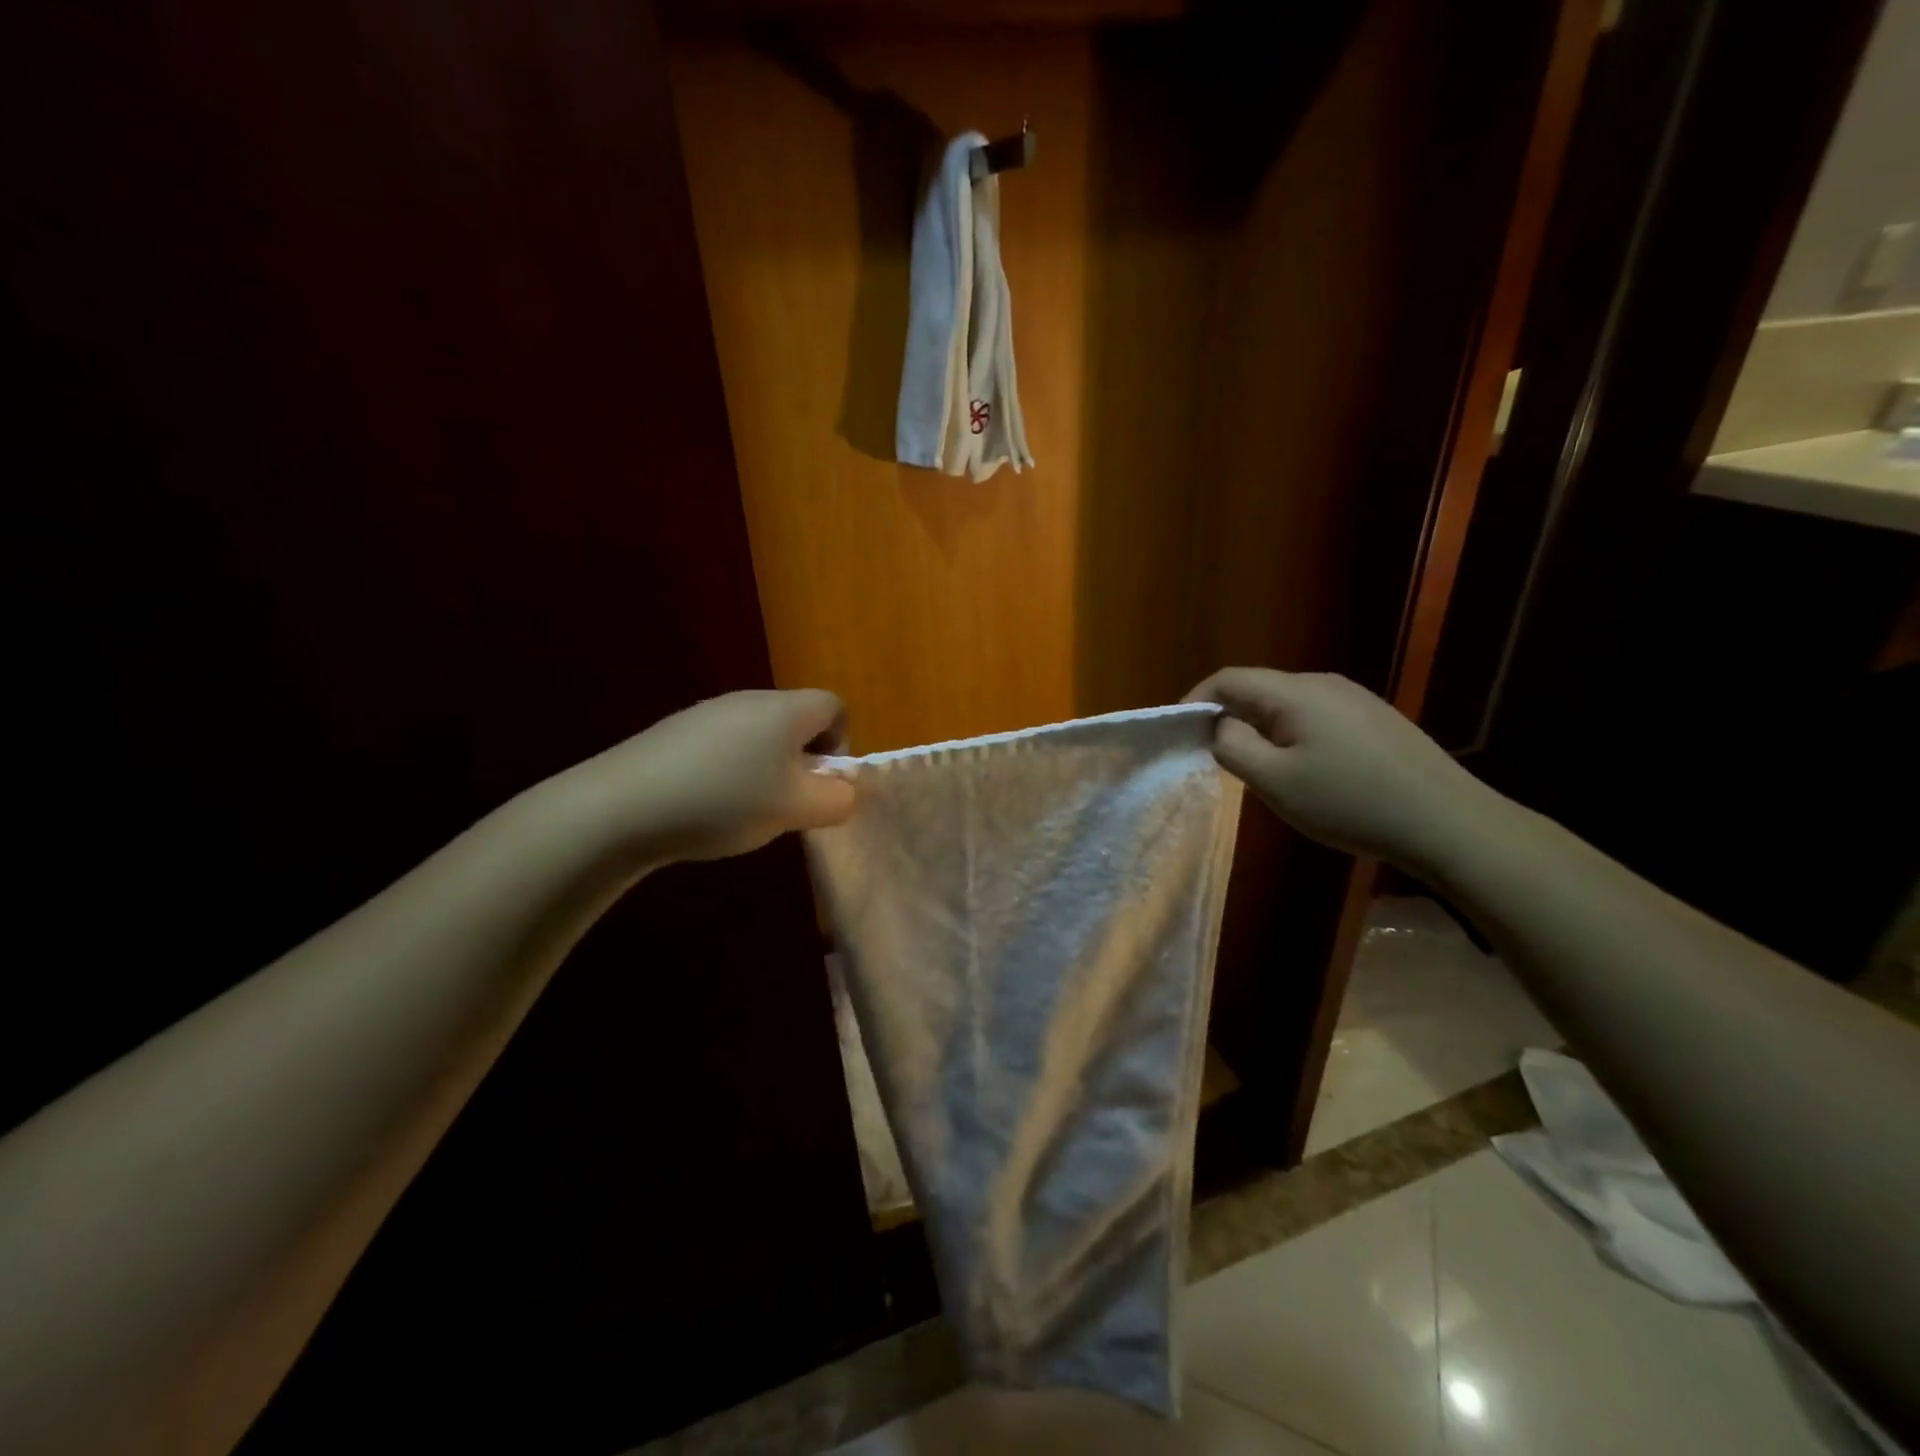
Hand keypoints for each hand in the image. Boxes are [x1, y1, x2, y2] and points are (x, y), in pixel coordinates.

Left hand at [578, 689, 857, 863]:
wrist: (621, 806)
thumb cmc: (725, 801)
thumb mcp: (796, 809)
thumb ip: (837, 800)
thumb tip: (844, 791)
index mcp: (784, 709)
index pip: (835, 706)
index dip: (841, 743)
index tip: (821, 783)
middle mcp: (748, 699)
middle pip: (795, 720)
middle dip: (801, 761)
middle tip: (787, 803)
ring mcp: (706, 712)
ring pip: (757, 735)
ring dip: (764, 769)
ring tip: (744, 809)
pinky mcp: (674, 732)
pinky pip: (721, 745)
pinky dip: (727, 771)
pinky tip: (705, 805)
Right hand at [1185, 668, 1493, 870]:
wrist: (1447, 822)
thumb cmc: (1350, 802)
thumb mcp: (1275, 782)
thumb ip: (1233, 747)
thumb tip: (1220, 725)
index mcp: (1295, 692)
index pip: (1228, 679)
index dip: (1196, 701)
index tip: (1180, 734)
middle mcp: (1324, 682)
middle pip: (1258, 688)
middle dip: (1228, 717)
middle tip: (1216, 759)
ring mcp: (1355, 698)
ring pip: (1287, 704)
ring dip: (1261, 729)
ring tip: (1259, 769)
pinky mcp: (1375, 718)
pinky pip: (1316, 716)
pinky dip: (1291, 734)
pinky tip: (1306, 770)